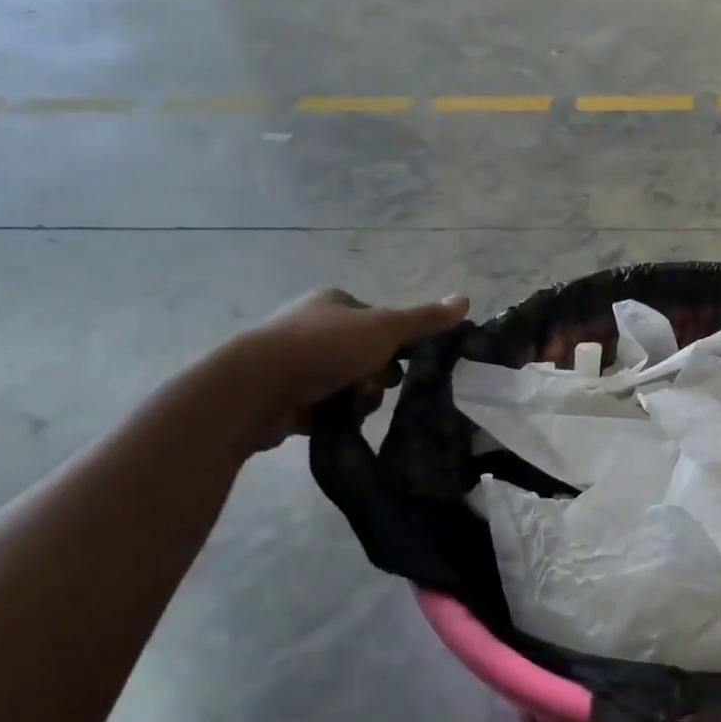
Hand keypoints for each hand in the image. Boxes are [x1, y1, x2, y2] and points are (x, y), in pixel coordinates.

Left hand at [233, 289, 469, 450]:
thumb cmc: (323, 349)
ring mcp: (293, 361)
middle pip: (365, 354)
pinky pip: (322, 405)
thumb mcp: (384, 329)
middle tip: (377, 387)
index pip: (380, 321)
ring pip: (347, 382)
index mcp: (333, 303)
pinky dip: (332, 414)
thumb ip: (425, 319)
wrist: (254, 388)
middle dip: (377, 374)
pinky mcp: (282, 394)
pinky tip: (333, 421)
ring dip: (358, 397)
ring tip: (352, 407)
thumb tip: (466, 299)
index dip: (397, 343)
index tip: (404, 363)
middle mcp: (311, 326)